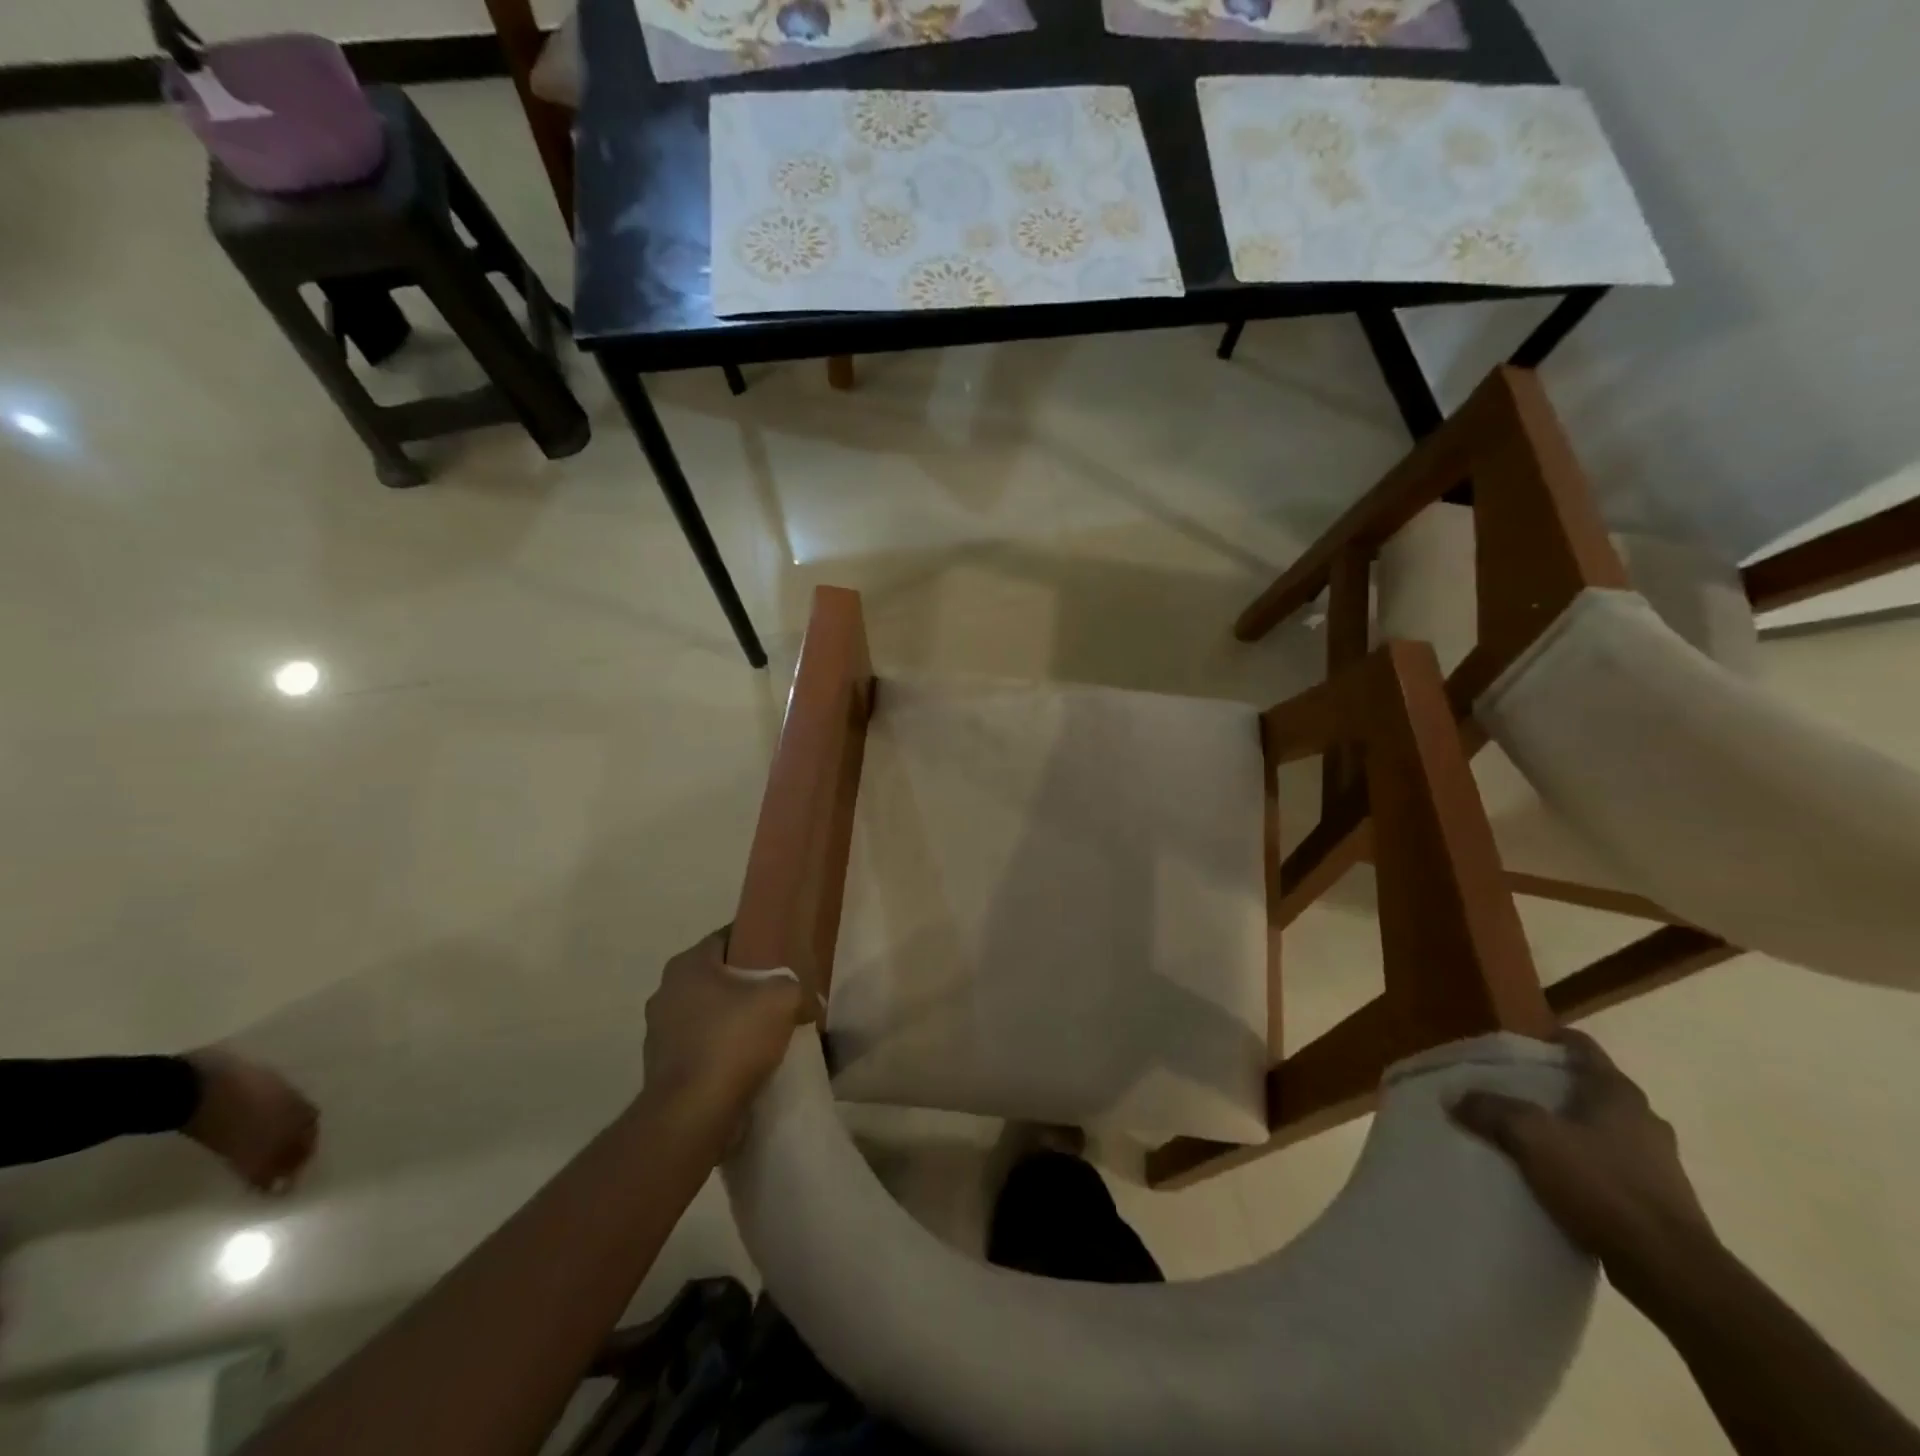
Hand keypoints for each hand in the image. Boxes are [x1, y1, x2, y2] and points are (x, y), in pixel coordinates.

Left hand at [642, 929, 805, 1119]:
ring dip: (733, 1021)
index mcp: (687, 965)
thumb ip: (798, 989)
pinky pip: (701, 1048)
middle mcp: (666, 993)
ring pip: (707, 1015)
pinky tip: (749, 1063)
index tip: (781, 954)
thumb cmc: (733, 1041)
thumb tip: (809, 1002)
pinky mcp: (662, 1069)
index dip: (756, 942)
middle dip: (746, 984)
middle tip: (779, 993)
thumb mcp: (783, 999)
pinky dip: (722, 1051)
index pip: (726, 938)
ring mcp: (659, 1033)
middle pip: (716, 978)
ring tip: (768, 1031)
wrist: (693, 1115)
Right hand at [1451, 1028, 1718, 1285]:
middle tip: (1510, 1093)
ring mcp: (1658, 1160)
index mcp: (1617, 1092)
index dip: (1546, 1040)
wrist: (1670, 1271)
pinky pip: (1611, 1165)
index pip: (1580, 1046)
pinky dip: (1583, 1163)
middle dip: (1551, 1087)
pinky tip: (1556, 1177)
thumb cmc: (1602, 1185)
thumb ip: (1490, 1110)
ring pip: (1601, 1128)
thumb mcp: (1531, 1138)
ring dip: (1568, 1128)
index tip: (1513, 1050)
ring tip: (1528, 1138)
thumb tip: (1456, 1098)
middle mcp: (1643, 1118)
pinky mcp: (1660, 1198)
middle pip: (1589, 1087)